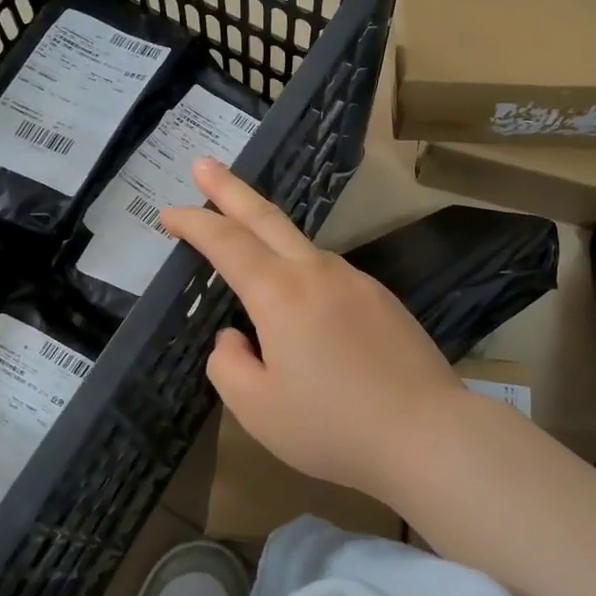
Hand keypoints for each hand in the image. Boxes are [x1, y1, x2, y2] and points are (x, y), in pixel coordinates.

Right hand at [161, 159, 467, 499]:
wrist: (426, 432)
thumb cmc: (332, 426)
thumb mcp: (257, 408)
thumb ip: (229, 365)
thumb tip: (236, 337)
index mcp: (280, 293)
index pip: (226, 242)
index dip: (194, 223)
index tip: (169, 213)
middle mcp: (318, 272)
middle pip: (266, 217)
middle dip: (230, 189)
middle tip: (203, 164)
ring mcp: (357, 281)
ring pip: (302, 247)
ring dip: (268, 234)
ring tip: (248, 242)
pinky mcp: (383, 299)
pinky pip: (330, 276)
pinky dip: (303, 273)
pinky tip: (306, 307)